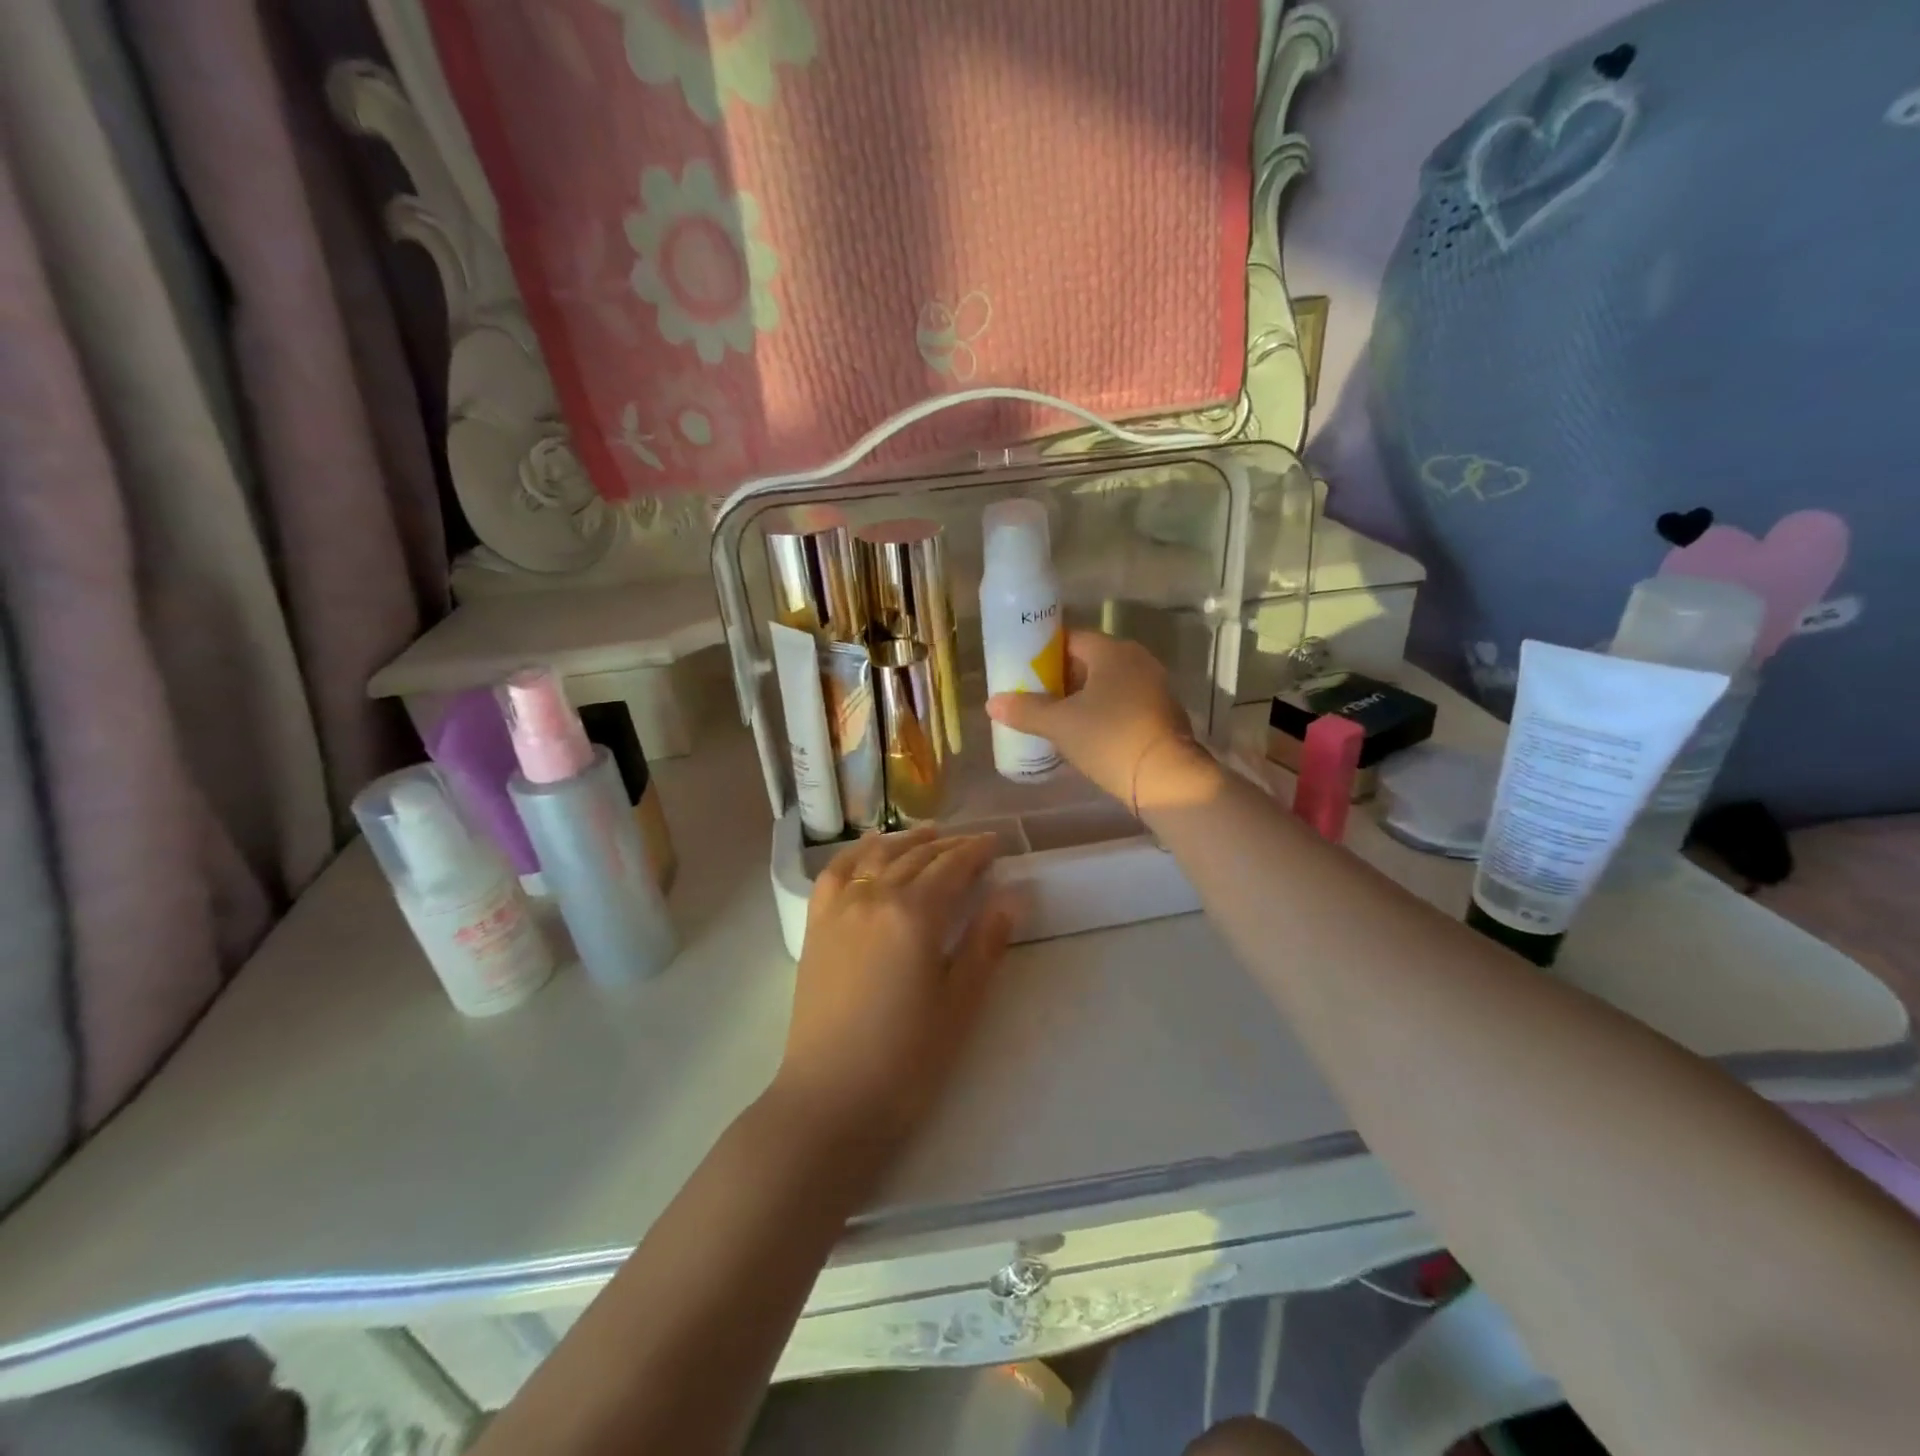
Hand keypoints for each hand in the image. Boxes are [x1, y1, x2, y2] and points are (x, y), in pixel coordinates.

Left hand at [771, 828, 1012, 1163]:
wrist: (830, 1099)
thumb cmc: (906, 1059)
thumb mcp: (960, 1005)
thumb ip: (984, 945)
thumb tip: (1009, 898)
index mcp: (915, 915)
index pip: (951, 867)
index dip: (976, 851)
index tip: (995, 843)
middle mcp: (874, 897)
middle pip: (916, 858)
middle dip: (948, 845)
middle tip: (972, 843)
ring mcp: (839, 909)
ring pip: (877, 858)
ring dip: (906, 841)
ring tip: (928, 834)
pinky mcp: (816, 927)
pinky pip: (835, 873)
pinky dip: (855, 852)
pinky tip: (868, 848)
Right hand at [985, 630, 1218, 812]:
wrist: (1168, 780)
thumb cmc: (1110, 739)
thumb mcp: (1060, 725)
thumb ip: (1025, 711)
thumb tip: (992, 703)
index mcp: (1112, 651)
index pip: (1069, 639)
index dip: (1042, 653)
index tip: (1021, 671)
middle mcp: (1136, 660)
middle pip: (1087, 661)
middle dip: (1058, 678)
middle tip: (1030, 697)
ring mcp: (1152, 687)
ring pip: (1105, 684)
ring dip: (1079, 698)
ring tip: (1050, 717)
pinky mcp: (1160, 714)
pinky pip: (1120, 703)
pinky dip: (1100, 712)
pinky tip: (1081, 733)